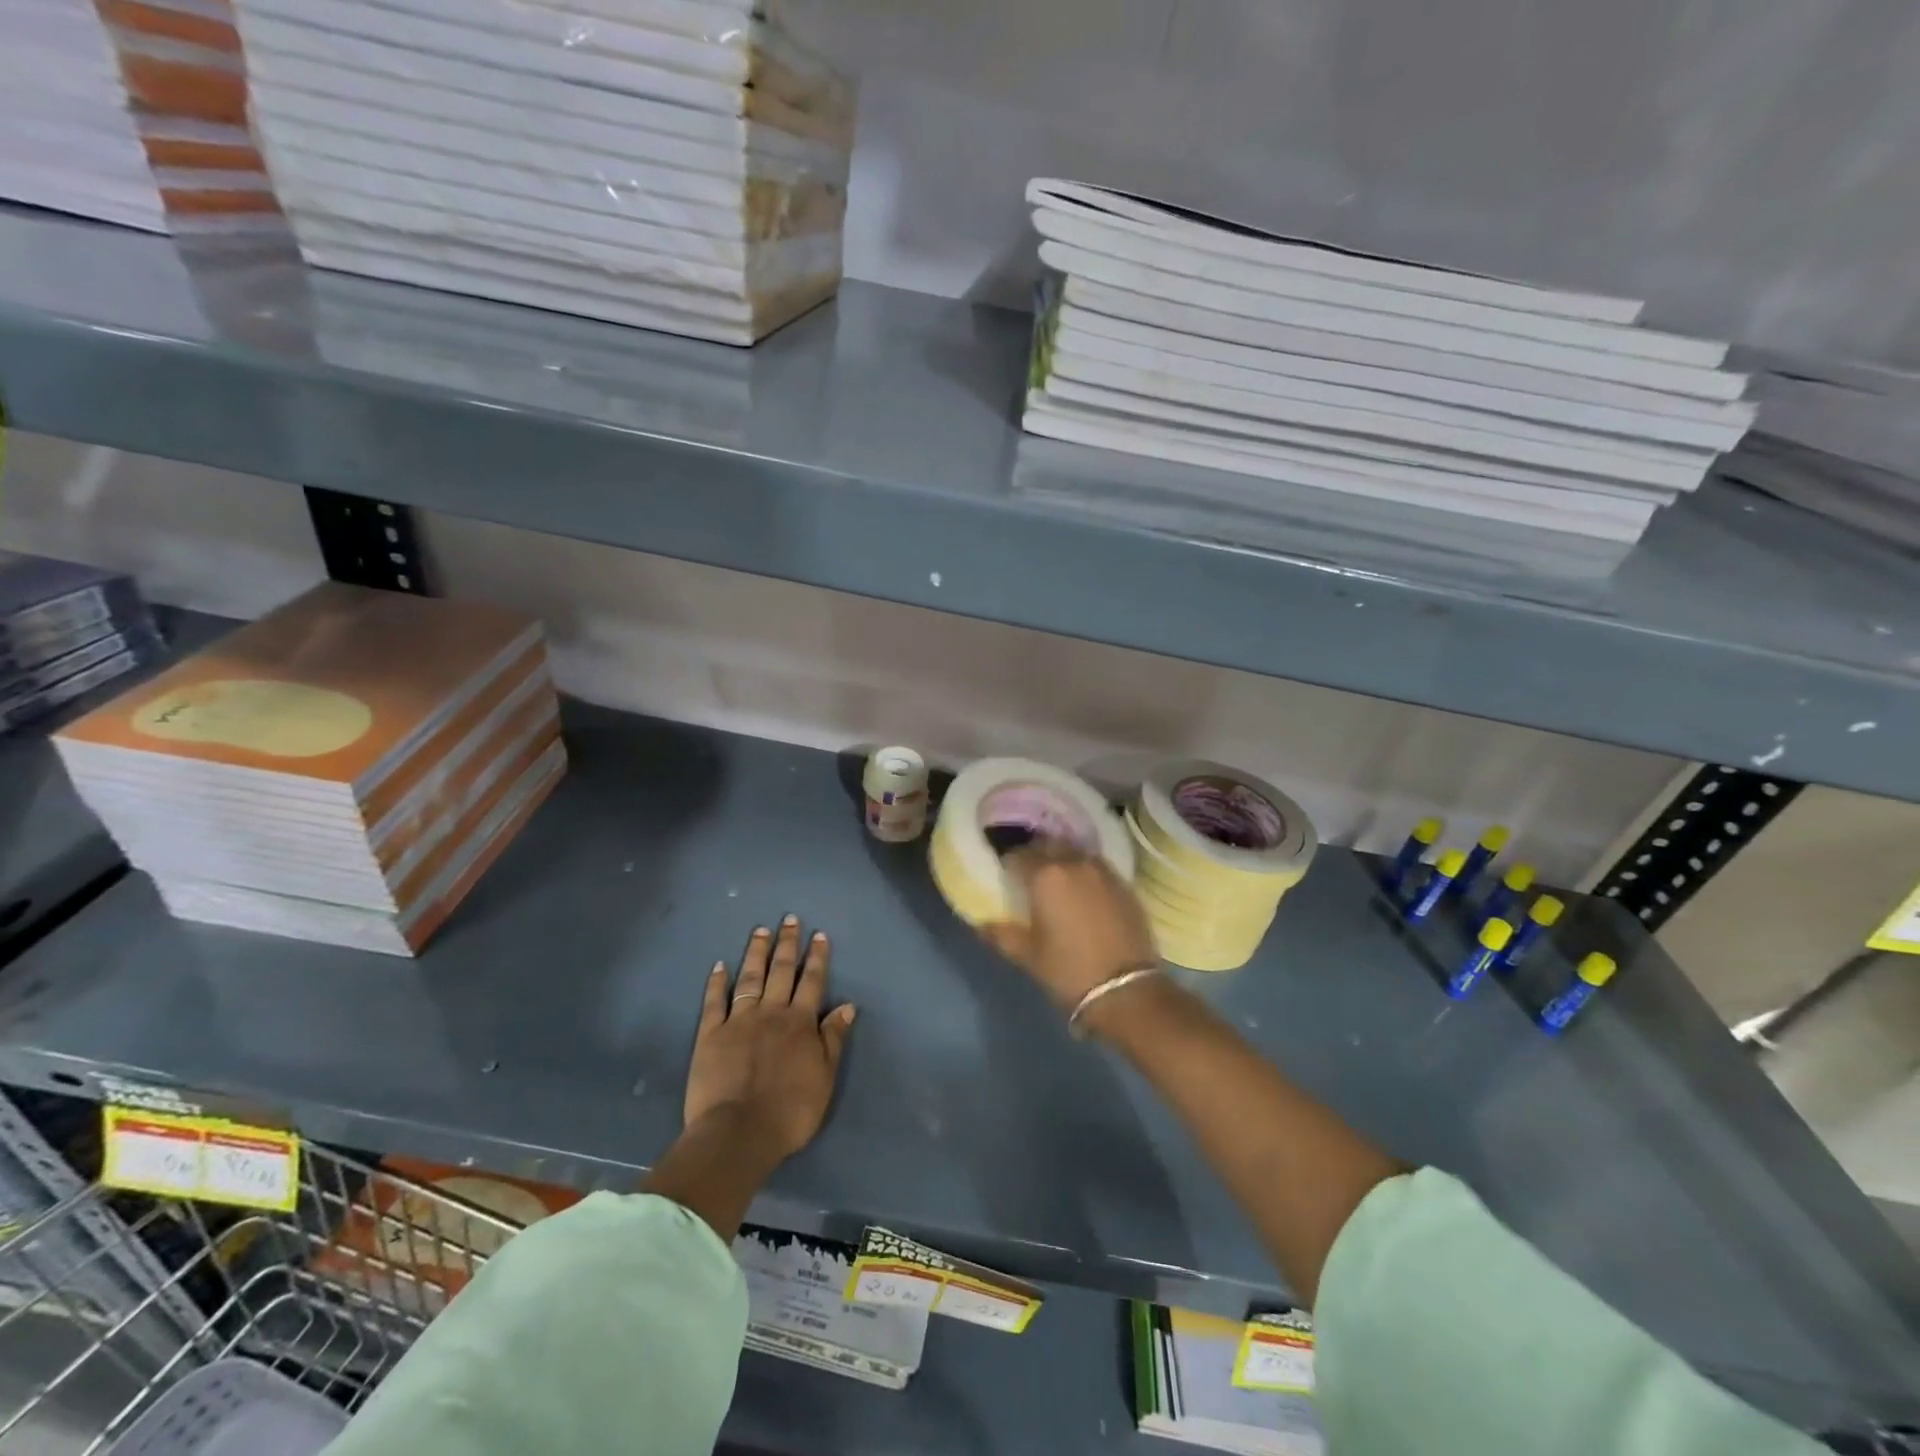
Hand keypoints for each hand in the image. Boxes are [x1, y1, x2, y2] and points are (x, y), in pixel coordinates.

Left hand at [684, 915, 856, 1160]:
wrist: (739, 1132)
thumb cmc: (790, 1110)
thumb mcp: (824, 1077)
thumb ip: (834, 1038)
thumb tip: (848, 1005)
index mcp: (800, 1022)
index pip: (812, 981)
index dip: (817, 957)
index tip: (819, 934)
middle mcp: (771, 1012)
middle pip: (781, 971)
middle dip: (787, 944)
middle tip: (789, 919)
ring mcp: (739, 1020)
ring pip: (750, 977)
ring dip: (756, 952)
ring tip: (760, 930)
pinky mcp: (710, 1035)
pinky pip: (714, 1001)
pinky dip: (717, 982)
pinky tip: (719, 965)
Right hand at [983, 841, 1158, 1013]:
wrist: (1127, 990)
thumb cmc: (1068, 971)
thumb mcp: (1028, 955)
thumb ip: (1002, 934)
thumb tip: (980, 924)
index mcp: (1045, 876)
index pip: (1018, 855)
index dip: (1009, 863)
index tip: (1006, 874)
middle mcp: (1074, 863)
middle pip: (1048, 845)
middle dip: (1036, 854)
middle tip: (1030, 873)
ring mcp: (1103, 871)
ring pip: (1076, 852)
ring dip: (1063, 859)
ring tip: (1058, 878)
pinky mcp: (1125, 884)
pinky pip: (1098, 867)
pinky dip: (1086, 872)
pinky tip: (1084, 891)